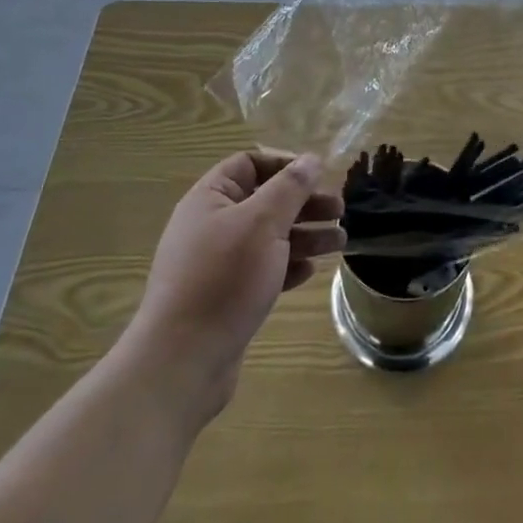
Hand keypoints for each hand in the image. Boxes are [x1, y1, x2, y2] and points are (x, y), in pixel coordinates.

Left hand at [128, 151, 344, 420]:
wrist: (182, 363)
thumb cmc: (224, 279)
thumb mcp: (263, 223)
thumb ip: (290, 188)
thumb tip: (311, 159)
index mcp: (210, 199)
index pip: (249, 163)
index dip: (285, 164)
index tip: (319, 176)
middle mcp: (210, 225)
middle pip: (265, 201)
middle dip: (304, 204)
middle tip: (340, 211)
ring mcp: (216, 264)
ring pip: (268, 237)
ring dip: (305, 235)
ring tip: (340, 242)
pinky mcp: (225, 297)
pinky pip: (262, 270)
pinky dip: (287, 266)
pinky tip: (310, 272)